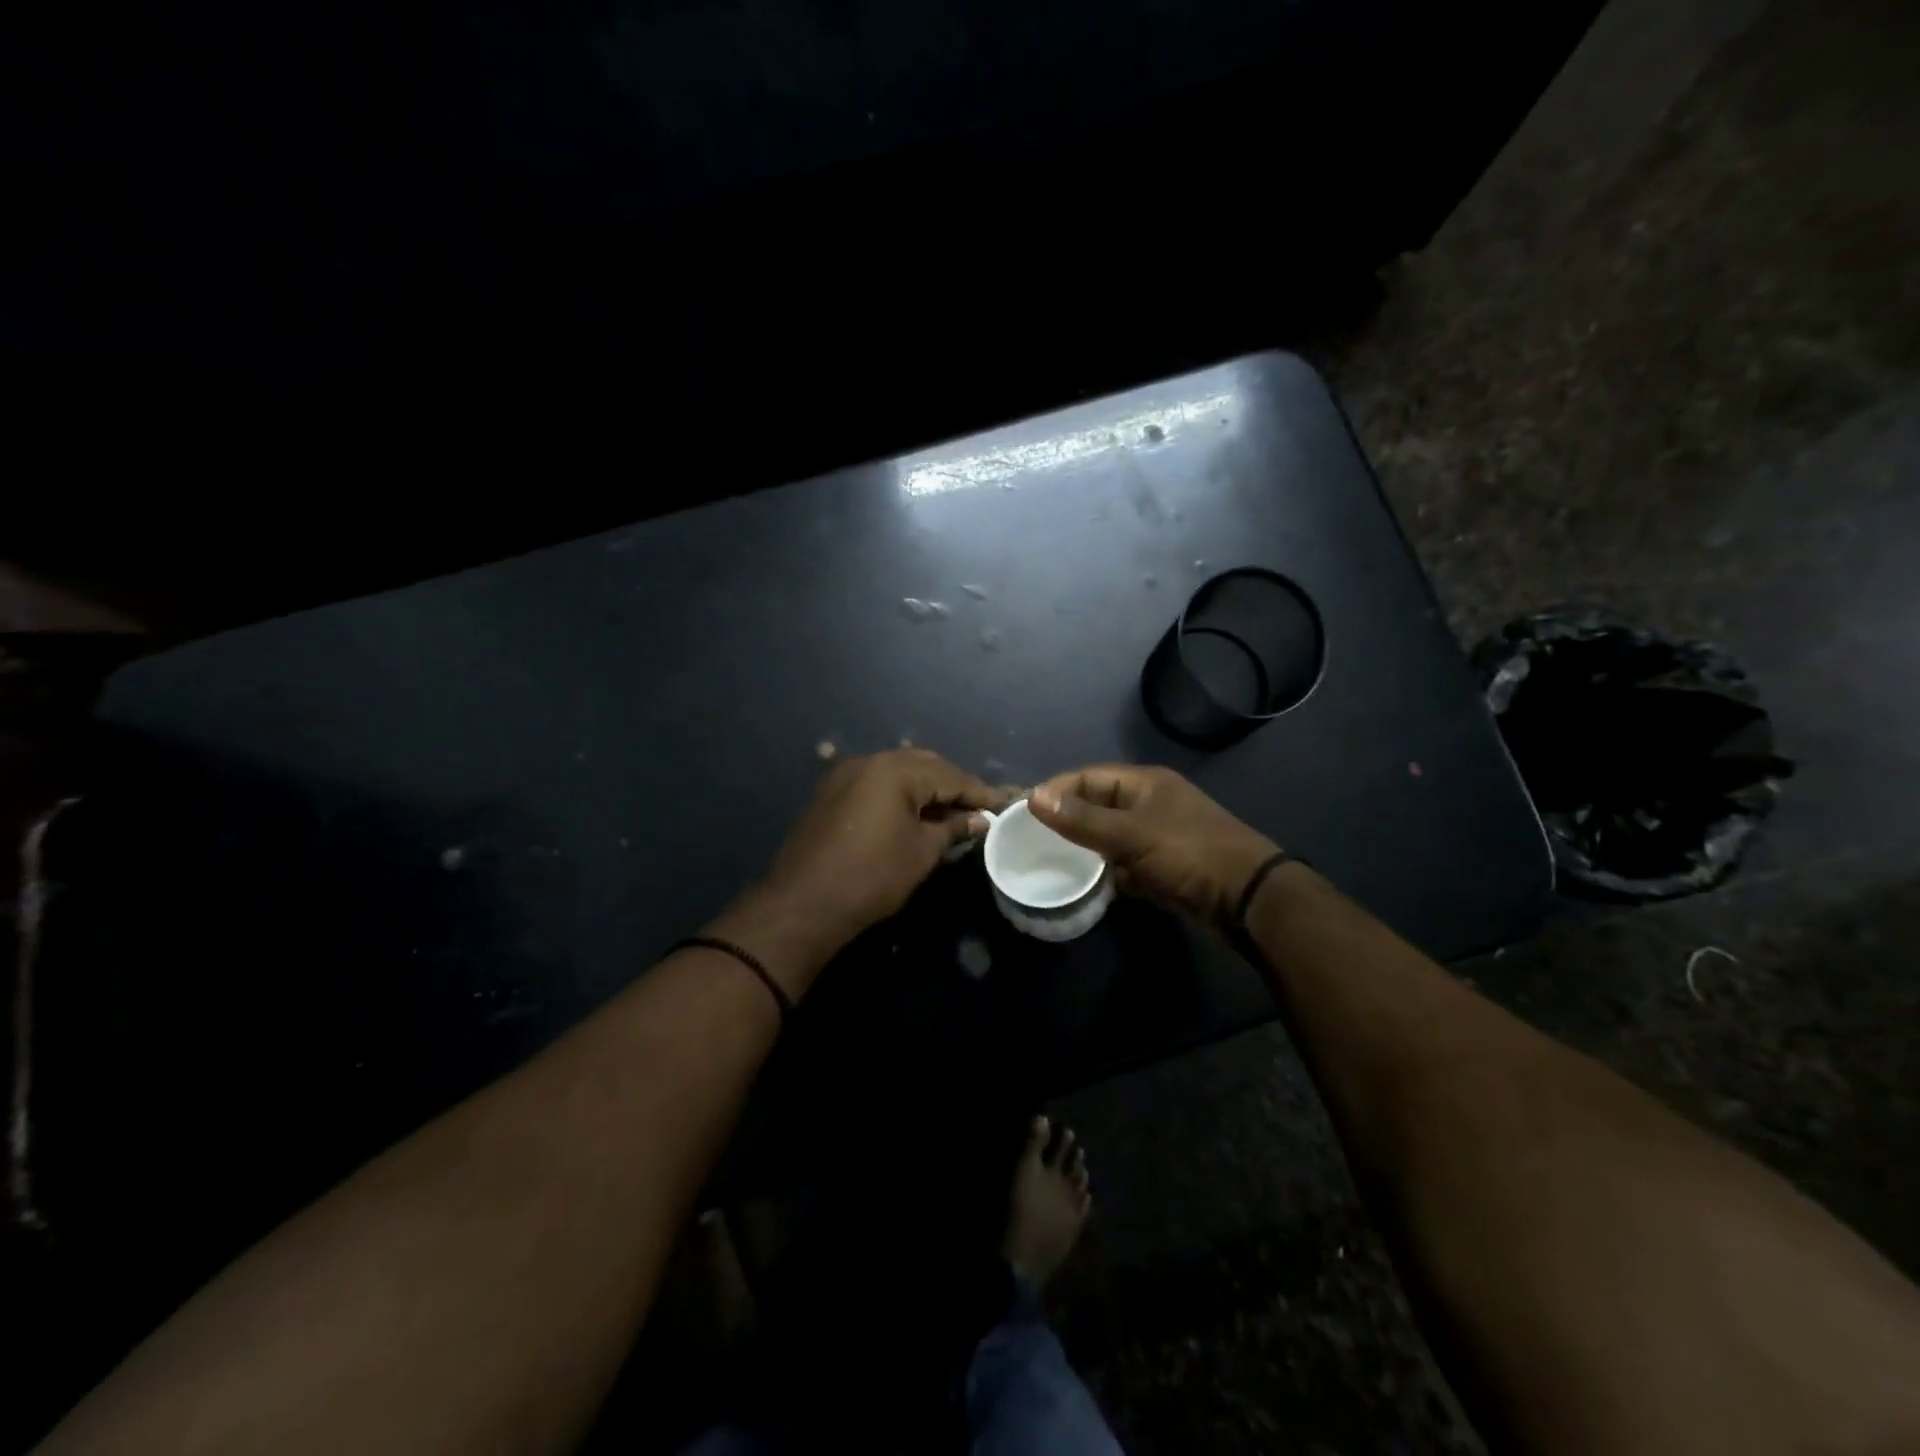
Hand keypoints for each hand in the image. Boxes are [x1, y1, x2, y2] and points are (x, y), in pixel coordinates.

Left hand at [758, 749, 1001, 950]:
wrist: (802, 904)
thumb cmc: (871, 877)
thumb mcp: (921, 852)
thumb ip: (953, 828)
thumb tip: (980, 819)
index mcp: (895, 770)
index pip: (949, 774)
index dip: (978, 791)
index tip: (1004, 804)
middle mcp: (869, 761)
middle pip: (924, 765)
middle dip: (953, 784)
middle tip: (979, 808)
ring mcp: (846, 775)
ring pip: (899, 772)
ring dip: (927, 788)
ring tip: (952, 812)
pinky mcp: (833, 793)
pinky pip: (877, 783)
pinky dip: (901, 794)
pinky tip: (916, 813)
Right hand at [1030, 764, 1278, 925]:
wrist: (1248, 900)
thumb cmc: (1189, 853)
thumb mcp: (1131, 834)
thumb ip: (1082, 819)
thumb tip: (1033, 796)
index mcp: (1145, 784)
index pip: (1089, 777)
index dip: (1056, 790)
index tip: (1023, 810)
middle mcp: (1150, 805)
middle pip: (1097, 807)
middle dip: (1067, 821)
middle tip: (1030, 840)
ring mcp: (1157, 838)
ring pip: (1109, 838)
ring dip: (1085, 850)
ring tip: (1048, 863)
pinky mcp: (1162, 869)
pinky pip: (1124, 865)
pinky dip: (1106, 874)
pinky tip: (1084, 886)